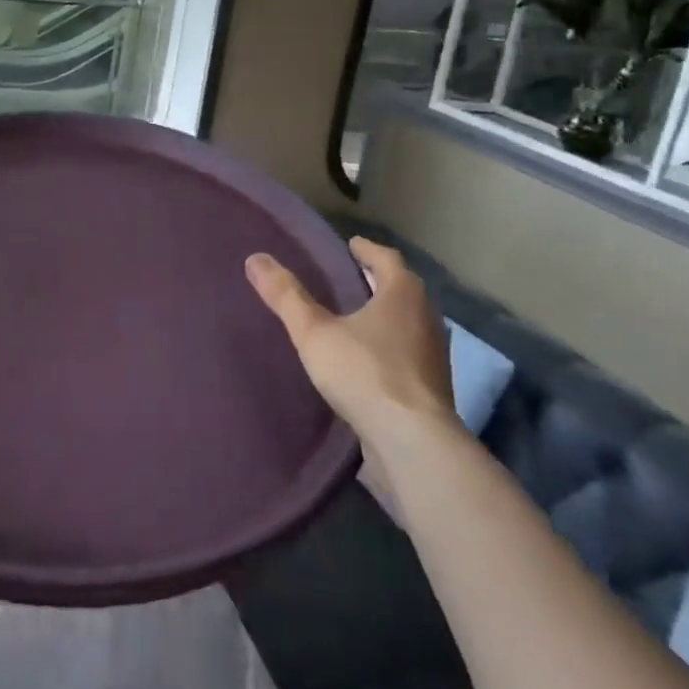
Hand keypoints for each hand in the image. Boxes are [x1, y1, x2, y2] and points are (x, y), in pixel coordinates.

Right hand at [246, 237, 459, 446]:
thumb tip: (255, 258)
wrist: (413, 443)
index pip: (387, 258)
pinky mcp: (432, 387)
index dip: (366, 250)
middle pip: (401, 289)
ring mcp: (433, 354)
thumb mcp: (314, 332)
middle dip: (377, 281)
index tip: (351, 245)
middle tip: (350, 277)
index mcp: (403, 293)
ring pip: (408, 322)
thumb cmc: (365, 373)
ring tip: (355, 317)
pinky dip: (390, 346)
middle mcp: (426, 317)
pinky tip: (367, 359)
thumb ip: (286, 296)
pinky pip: (408, 353)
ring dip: (386, 315)